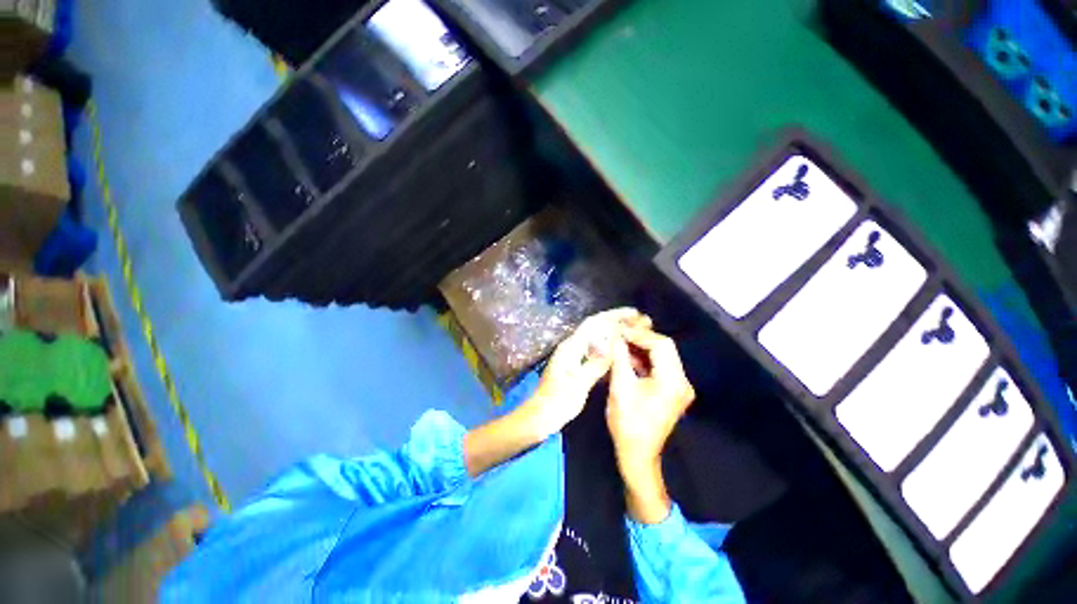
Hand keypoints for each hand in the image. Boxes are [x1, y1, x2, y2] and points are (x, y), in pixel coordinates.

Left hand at [524, 308, 650, 438]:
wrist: (540, 417)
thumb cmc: (557, 402)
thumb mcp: (578, 384)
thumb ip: (595, 364)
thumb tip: (613, 345)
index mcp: (570, 347)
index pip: (593, 323)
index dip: (613, 316)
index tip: (633, 313)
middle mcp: (572, 347)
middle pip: (596, 328)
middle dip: (616, 322)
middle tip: (640, 321)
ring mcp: (573, 356)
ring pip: (597, 339)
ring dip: (614, 334)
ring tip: (634, 333)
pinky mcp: (576, 366)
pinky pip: (596, 352)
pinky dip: (609, 350)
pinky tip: (621, 353)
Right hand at [607, 327, 694, 522]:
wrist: (638, 454)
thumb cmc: (627, 423)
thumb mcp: (620, 386)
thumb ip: (619, 357)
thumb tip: (614, 334)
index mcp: (672, 381)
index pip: (660, 344)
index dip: (639, 334)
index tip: (619, 331)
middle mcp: (682, 381)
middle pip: (664, 348)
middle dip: (641, 338)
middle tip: (619, 335)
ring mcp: (680, 386)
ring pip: (663, 355)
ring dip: (642, 348)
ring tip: (621, 343)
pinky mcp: (673, 390)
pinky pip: (661, 366)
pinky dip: (645, 359)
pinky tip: (628, 357)